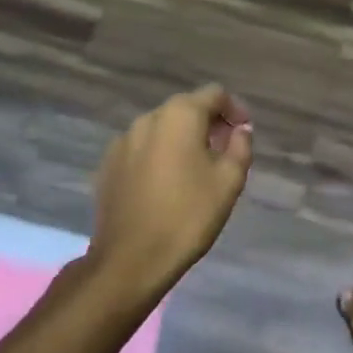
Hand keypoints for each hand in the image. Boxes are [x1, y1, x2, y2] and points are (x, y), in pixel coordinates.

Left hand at [86, 85, 253, 300]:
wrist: (130, 259)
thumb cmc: (188, 215)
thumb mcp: (229, 181)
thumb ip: (240, 146)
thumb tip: (240, 129)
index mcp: (180, 115)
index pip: (214, 94)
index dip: (234, 109)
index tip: (244, 132)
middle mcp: (149, 118)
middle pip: (186, 108)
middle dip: (208, 123)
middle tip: (224, 151)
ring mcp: (123, 140)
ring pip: (162, 128)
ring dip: (182, 139)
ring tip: (194, 170)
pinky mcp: (108, 164)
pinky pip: (142, 148)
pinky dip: (158, 155)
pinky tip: (165, 184)